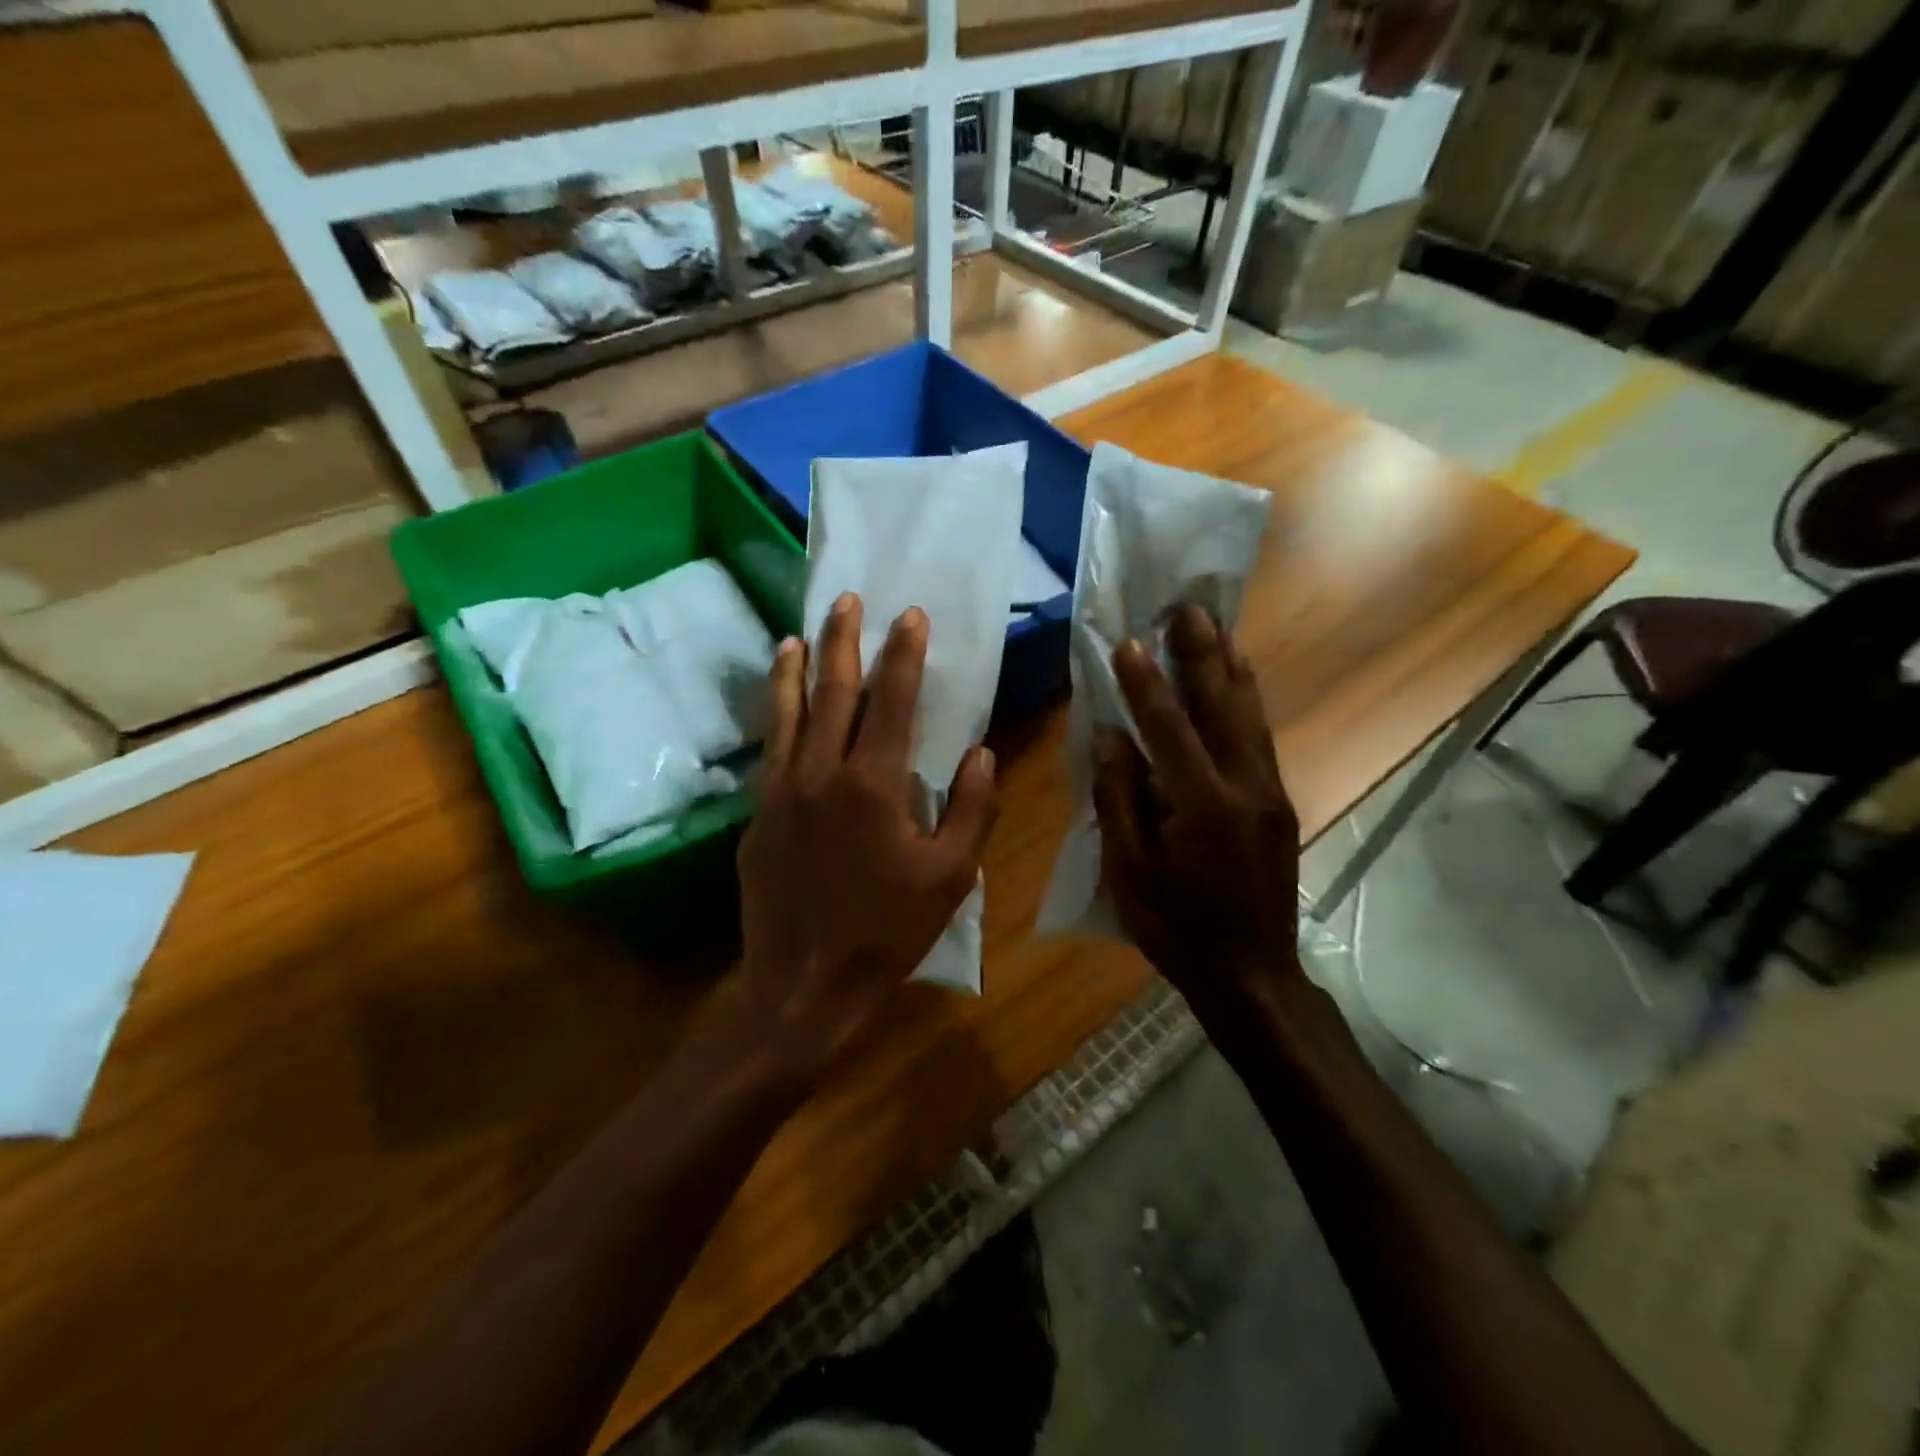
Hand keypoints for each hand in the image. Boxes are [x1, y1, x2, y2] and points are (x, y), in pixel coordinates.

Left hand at [733, 592, 998, 1082]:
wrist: (803, 984)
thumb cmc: (886, 932)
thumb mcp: (950, 877)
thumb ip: (970, 809)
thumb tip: (980, 754)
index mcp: (874, 785)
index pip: (893, 701)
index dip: (904, 654)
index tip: (910, 615)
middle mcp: (821, 773)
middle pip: (833, 692)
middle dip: (843, 641)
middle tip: (846, 600)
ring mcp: (781, 792)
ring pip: (788, 713)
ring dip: (795, 669)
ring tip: (797, 635)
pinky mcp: (757, 816)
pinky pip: (770, 751)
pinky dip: (775, 717)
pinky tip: (778, 705)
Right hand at [1093, 604, 1301, 1019]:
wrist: (1251, 973)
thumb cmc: (1177, 927)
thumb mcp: (1130, 872)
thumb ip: (1120, 799)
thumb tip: (1112, 737)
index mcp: (1202, 807)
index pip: (1169, 729)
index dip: (1145, 684)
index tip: (1129, 642)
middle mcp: (1246, 788)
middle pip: (1222, 707)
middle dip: (1201, 655)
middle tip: (1187, 608)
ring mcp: (1270, 793)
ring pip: (1250, 715)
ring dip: (1230, 668)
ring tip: (1217, 627)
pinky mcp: (1279, 802)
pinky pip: (1260, 737)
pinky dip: (1246, 700)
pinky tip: (1238, 680)